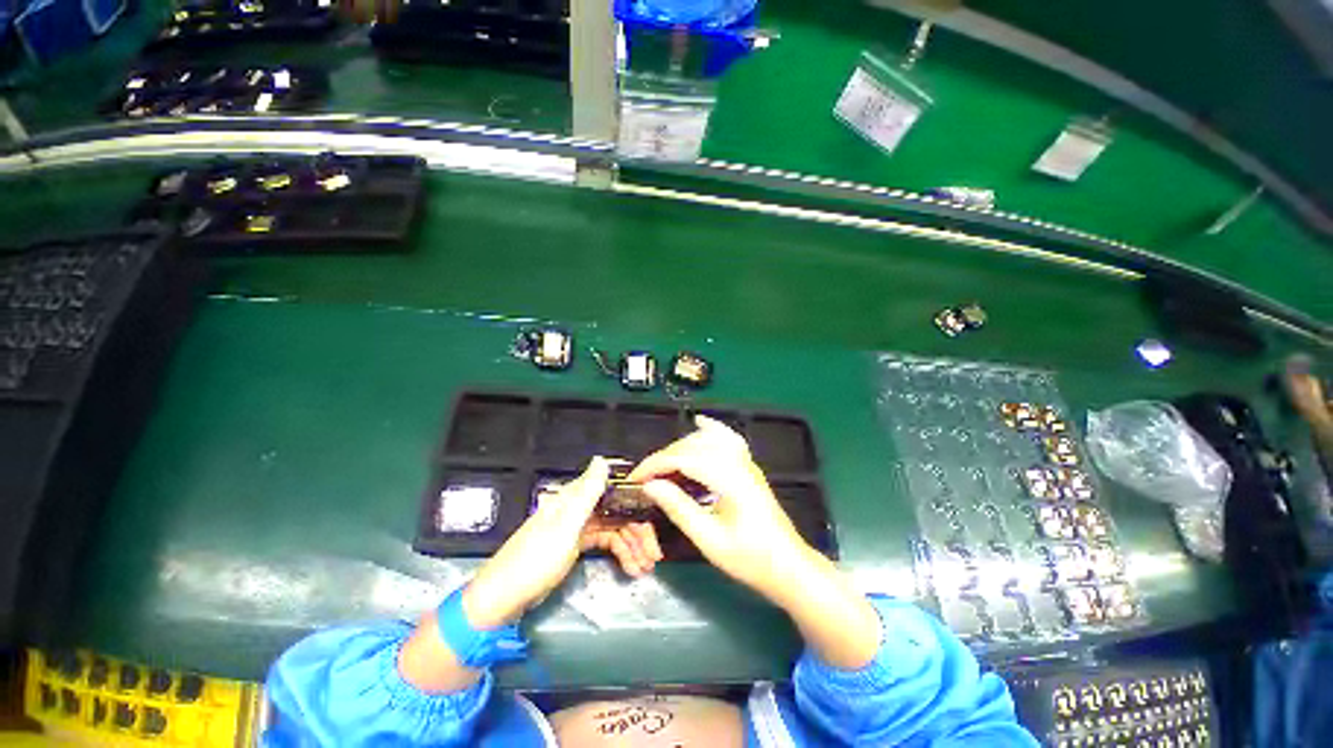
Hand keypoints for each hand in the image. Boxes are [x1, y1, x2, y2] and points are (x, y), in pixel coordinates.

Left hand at [462, 457, 662, 629]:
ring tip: (646, 568)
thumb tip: (602, 459)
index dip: (637, 503)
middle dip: (638, 532)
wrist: (503, 599)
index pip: (615, 492)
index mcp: (575, 498)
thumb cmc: (535, 560)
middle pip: (618, 512)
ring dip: (632, 547)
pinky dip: (619, 554)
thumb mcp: (564, 527)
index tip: (656, 518)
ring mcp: (577, 527)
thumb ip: (586, 493)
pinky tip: (631, 568)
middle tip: (655, 554)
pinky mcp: (575, 545)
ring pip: (614, 530)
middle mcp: (579, 507)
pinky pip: (605, 543)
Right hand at [631, 416, 881, 668]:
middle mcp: (738, 461)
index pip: (683, 458)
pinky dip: (710, 428)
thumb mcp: (709, 540)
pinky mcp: (748, 465)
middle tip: (645, 477)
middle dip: (664, 457)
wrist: (788, 566)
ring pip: (707, 438)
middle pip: (693, 446)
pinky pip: (727, 437)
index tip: (635, 479)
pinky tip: (699, 423)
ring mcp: (745, 461)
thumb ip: (678, 508)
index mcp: (729, 478)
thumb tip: (650, 486)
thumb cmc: (750, 559)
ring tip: (663, 465)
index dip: (655, 465)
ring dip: (681, 446)